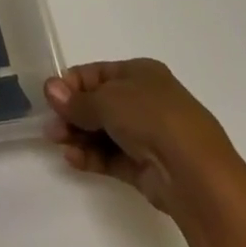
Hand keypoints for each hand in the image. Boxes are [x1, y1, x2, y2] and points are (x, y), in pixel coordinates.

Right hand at [44, 60, 238, 216]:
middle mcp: (145, 101)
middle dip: (71, 115)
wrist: (195, 172)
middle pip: (97, 104)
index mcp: (140, 74)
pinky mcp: (145, 166)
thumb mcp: (107, 100)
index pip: (96, 74)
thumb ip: (76, 100)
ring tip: (59, 143)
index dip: (71, 85)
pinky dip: (91, 156)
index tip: (50, 100)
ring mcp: (146, 135)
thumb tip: (50, 89)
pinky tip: (73, 159)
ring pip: (102, 132)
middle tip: (51, 127)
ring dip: (77, 136)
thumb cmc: (151, 118)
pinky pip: (111, 156)